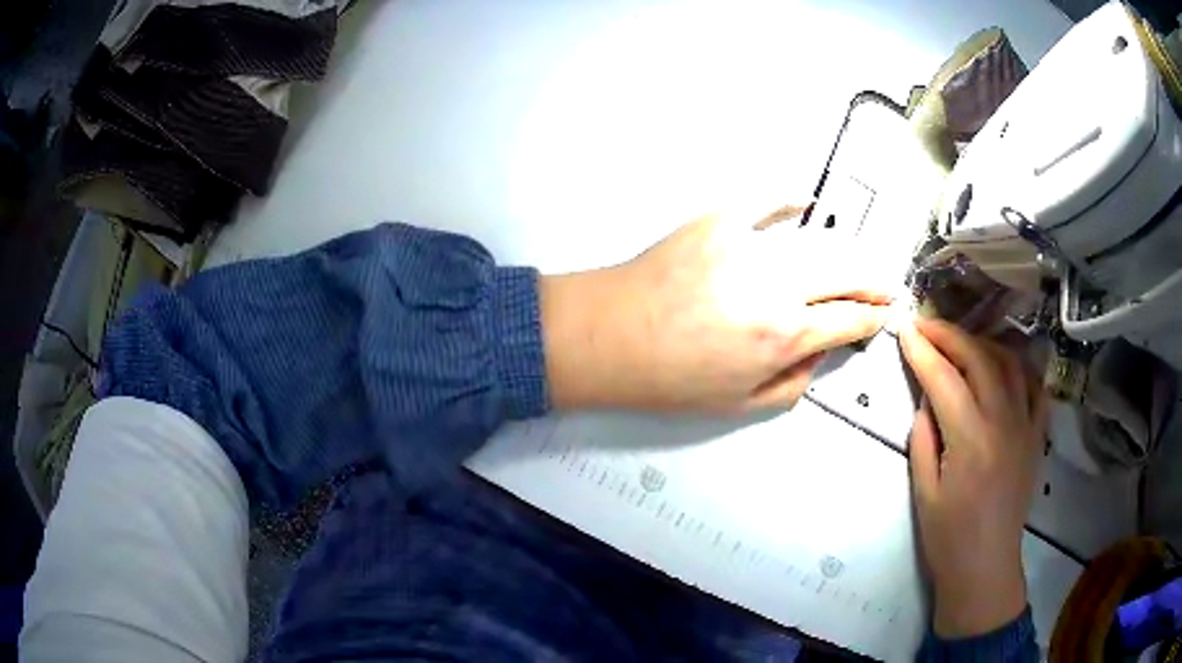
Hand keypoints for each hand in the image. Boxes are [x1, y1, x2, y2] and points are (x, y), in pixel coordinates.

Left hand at [542, 211, 892, 411]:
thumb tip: (819, 351)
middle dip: (875, 280)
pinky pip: (766, 201)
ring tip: (857, 257)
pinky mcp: (720, 219)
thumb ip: (793, 382)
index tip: (885, 316)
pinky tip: (807, 201)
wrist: (608, 336)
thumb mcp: (739, 404)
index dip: (874, 319)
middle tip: (886, 285)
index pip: (850, 321)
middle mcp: (778, 285)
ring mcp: (750, 244)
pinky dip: (789, 199)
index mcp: (784, 335)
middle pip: (848, 273)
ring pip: (819, 239)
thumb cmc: (670, 379)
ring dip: (847, 249)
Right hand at [899, 318, 1048, 637]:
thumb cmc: (948, 537)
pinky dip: (1017, 366)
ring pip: (1009, 363)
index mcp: (969, 441)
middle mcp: (1002, 422)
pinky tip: (1002, 365)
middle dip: (950, 335)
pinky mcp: (1037, 434)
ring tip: (961, 342)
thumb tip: (927, 397)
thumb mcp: (923, 490)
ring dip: (983, 343)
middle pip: (979, 359)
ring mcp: (1026, 425)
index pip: (944, 379)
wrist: (986, 566)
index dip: (922, 350)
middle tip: (927, 326)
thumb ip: (924, 437)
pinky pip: (1034, 385)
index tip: (904, 329)